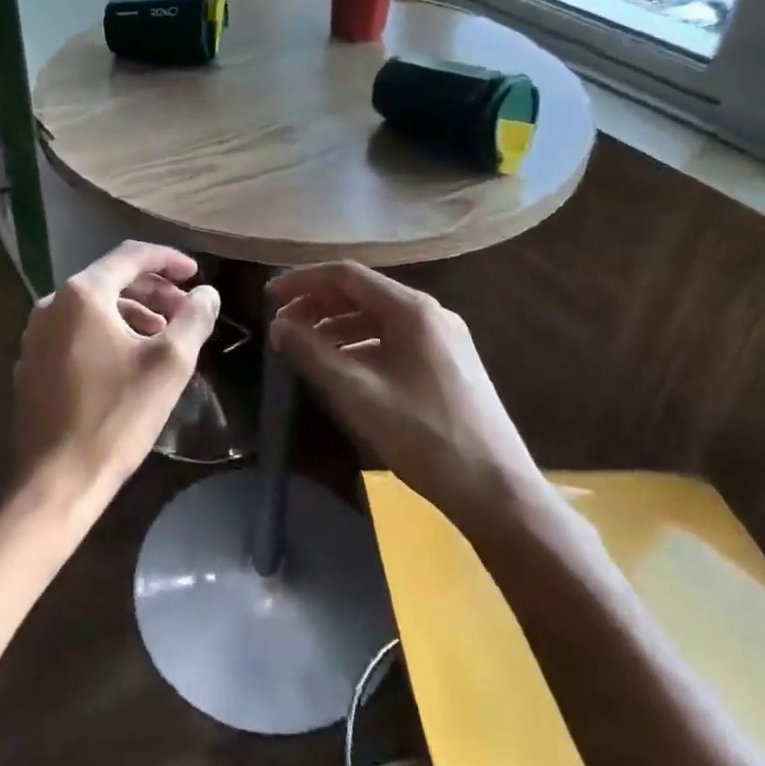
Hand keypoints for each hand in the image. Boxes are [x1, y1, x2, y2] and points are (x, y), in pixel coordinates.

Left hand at [13, 242, 220, 518]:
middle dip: (153, 290)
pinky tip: (128, 361)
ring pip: (92, 308)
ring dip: (132, 313)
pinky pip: (75, 332)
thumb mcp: (169, 364)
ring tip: (163, 337)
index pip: (131, 256)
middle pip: (110, 279)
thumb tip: (207, 294)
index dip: (169, 260)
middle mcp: (52, 304)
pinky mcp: (31, 363)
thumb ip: (193, 319)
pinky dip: (106, 333)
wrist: (56, 480)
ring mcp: (35, 335)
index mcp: (82, 294)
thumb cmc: (116, 416)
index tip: (196, 274)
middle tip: (186, 310)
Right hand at [268, 262, 544, 535]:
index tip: (269, 296)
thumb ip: (313, 353)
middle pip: (363, 293)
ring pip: (378, 317)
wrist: (496, 490)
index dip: (303, 280)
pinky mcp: (448, 362)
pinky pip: (394, 338)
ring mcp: (443, 337)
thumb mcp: (358, 393)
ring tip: (305, 346)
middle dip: (318, 304)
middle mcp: (431, 313)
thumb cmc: (424, 436)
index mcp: (412, 310)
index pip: (346, 275)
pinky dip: (361, 343)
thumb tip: (278, 325)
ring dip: (337, 325)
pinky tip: (342, 365)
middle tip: (282, 325)